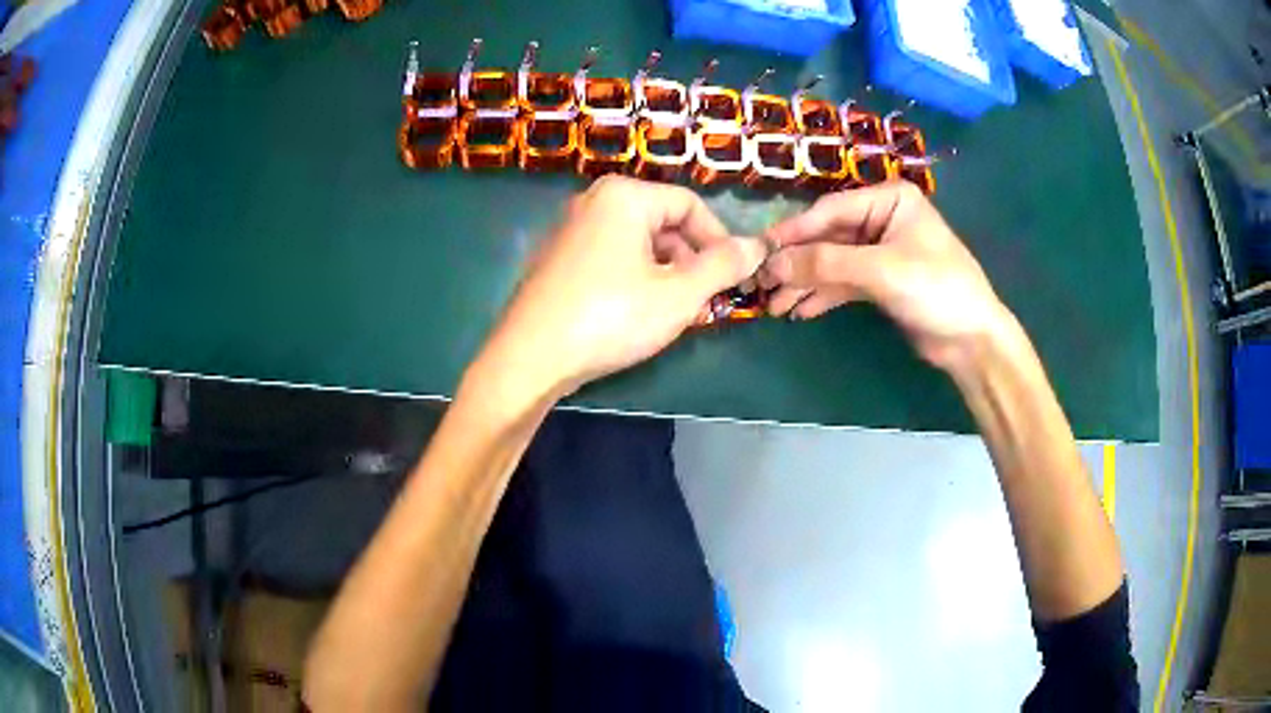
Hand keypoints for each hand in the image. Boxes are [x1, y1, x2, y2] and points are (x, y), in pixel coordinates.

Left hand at [474, 176, 765, 402]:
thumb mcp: (679, 294)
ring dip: (668, 274)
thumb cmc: (610, 318)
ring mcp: (571, 230)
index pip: (690, 205)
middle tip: (706, 302)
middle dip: (692, 261)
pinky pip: (612, 258)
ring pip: (638, 244)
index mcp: (624, 196)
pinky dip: (636, 279)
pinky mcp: (558, 259)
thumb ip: (723, 266)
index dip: (720, 240)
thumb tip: (757, 247)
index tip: (734, 277)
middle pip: (663, 223)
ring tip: (678, 314)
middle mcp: (594, 202)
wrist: (530, 358)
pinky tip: (641, 314)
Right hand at [758, 181, 1015, 372]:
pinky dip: (822, 296)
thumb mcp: (881, 270)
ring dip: (804, 283)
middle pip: (827, 238)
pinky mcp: (880, 281)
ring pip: (832, 263)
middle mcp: (881, 219)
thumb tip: (772, 263)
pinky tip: (800, 311)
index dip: (794, 233)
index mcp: (888, 200)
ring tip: (774, 306)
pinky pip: (843, 283)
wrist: (972, 340)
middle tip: (761, 285)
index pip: (830, 211)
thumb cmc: (936, 289)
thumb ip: (826, 263)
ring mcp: (880, 251)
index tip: (758, 251)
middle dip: (797, 264)